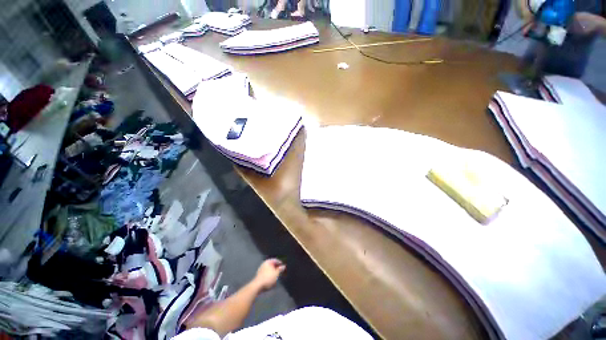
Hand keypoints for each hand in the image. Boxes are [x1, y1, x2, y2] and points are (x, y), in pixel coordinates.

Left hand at [254, 259, 285, 290]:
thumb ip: (280, 269)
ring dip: (273, 272)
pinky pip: (266, 274)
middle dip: (277, 268)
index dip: (280, 263)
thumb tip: (283, 266)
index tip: (284, 266)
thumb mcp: (276, 273)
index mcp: (268, 261)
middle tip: (281, 271)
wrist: (257, 286)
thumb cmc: (268, 278)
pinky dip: (270, 275)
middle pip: (272, 265)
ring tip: (277, 276)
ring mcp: (261, 269)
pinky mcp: (259, 275)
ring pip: (269, 270)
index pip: (276, 260)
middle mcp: (264, 264)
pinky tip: (272, 280)